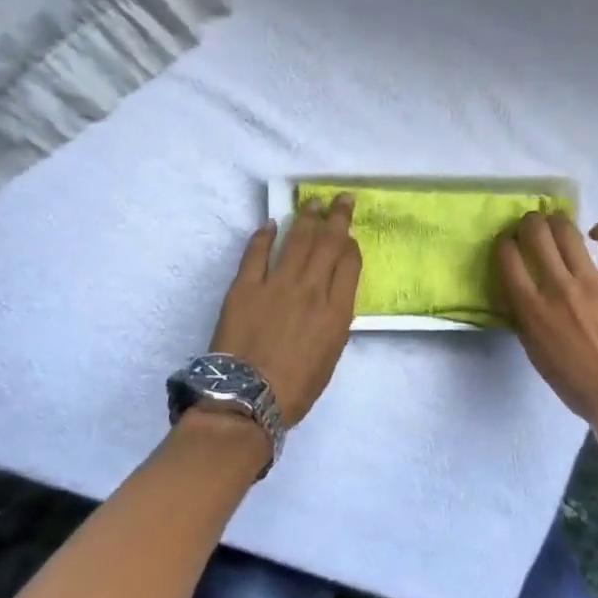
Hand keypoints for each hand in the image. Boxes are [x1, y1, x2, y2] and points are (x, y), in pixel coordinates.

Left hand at [209, 194, 360, 425]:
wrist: (246, 399)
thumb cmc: (295, 389)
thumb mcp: (330, 356)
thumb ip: (334, 321)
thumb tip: (331, 295)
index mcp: (336, 311)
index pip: (349, 264)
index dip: (351, 245)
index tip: (349, 236)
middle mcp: (311, 289)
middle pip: (328, 243)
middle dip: (337, 217)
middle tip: (340, 198)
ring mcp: (277, 284)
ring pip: (297, 240)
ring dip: (306, 218)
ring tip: (312, 203)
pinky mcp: (245, 286)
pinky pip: (257, 252)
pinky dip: (265, 235)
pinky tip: (271, 224)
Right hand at [498, 214, 597, 438]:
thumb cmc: (578, 386)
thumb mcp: (536, 356)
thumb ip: (523, 321)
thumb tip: (513, 296)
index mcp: (531, 308)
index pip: (507, 258)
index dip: (504, 243)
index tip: (507, 243)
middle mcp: (557, 285)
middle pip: (536, 233)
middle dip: (529, 222)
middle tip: (532, 226)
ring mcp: (591, 279)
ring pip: (567, 231)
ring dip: (558, 221)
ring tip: (558, 224)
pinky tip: (596, 232)